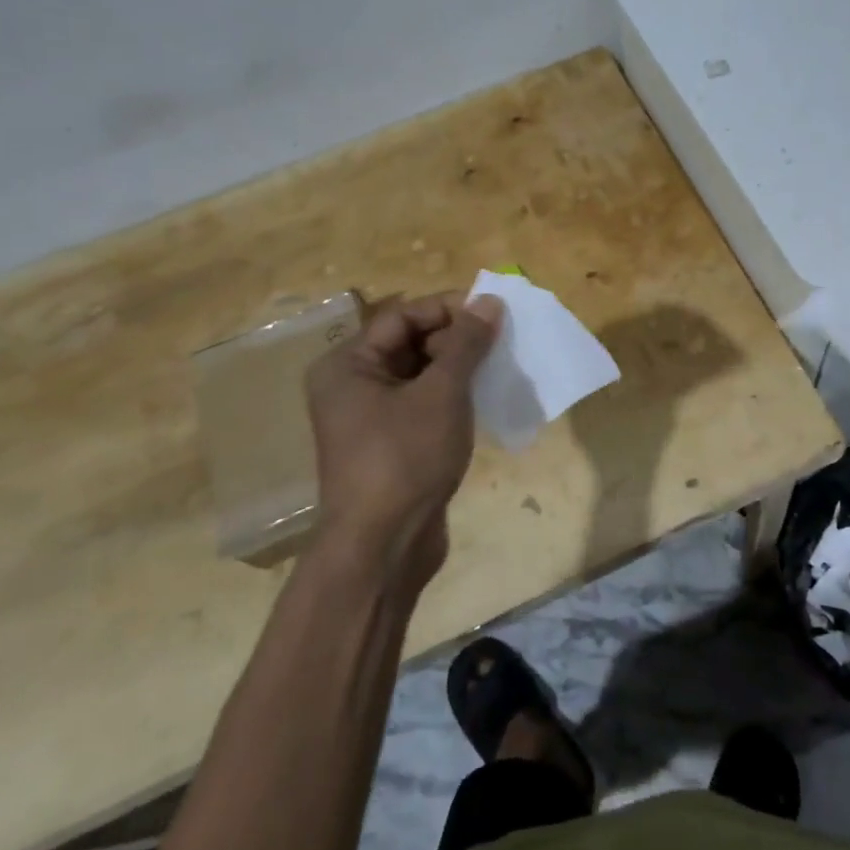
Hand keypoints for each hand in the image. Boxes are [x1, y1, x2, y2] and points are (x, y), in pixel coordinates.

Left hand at [303, 292, 502, 586]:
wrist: (383, 547)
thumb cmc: (405, 458)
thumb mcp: (442, 393)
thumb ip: (466, 344)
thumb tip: (489, 301)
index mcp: (348, 365)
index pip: (403, 317)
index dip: (449, 309)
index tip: (493, 311)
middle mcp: (352, 385)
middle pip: (410, 343)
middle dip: (456, 339)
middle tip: (501, 341)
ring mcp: (370, 417)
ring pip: (420, 375)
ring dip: (458, 367)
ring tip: (499, 365)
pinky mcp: (391, 444)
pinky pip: (423, 403)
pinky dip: (452, 395)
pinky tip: (484, 397)